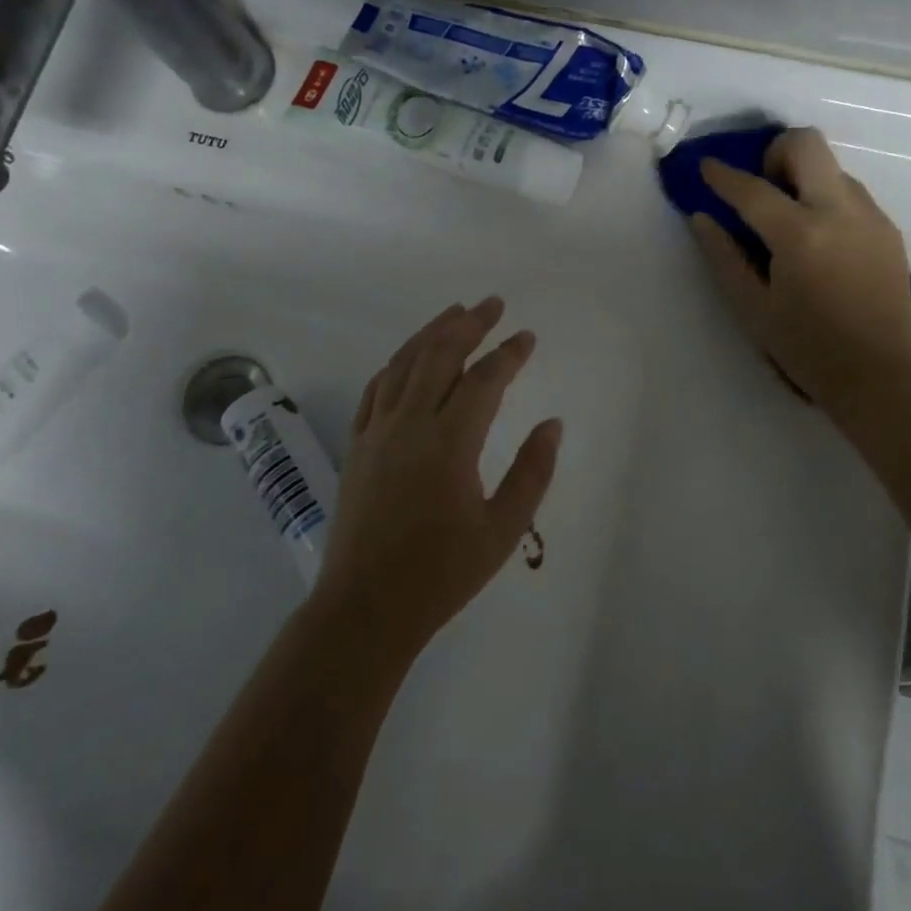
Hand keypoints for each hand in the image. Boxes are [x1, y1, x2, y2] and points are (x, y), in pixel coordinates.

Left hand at [313, 296, 561, 656]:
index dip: (508, 354)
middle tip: (492, 303)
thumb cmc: (441, 574)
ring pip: (403, 364)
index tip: (527, 337)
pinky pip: (377, 388)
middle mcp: (409, 425)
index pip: (484, 381)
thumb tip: (553, 424)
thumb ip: (532, 472)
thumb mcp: (502, 530)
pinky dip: (397, 363)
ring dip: (431, 332)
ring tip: (455, 312)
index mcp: (449, 444)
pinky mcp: (358, 444)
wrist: (366, 607)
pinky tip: (408, 357)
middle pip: (439, 356)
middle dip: (469, 324)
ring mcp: (377, 432)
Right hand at [692, 127, 910, 412]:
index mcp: (800, 234)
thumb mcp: (753, 308)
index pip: (752, 189)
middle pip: (807, 144)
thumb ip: (724, 257)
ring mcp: (870, 216)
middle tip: (762, 186)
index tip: (706, 166)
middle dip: (775, 152)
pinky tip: (820, 240)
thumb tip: (701, 218)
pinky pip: (851, 193)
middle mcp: (839, 211)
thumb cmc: (806, 348)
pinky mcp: (888, 229)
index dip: (722, 175)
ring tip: (790, 220)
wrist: (880, 376)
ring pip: (832, 167)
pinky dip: (826, 199)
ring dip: (803, 177)